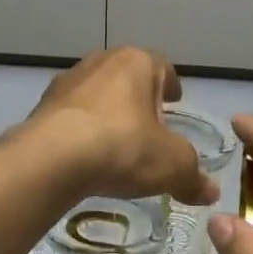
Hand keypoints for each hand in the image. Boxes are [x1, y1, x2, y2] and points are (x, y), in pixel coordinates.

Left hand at [18, 49, 217, 206]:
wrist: (51, 159)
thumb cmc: (122, 147)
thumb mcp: (171, 165)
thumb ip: (192, 176)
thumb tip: (210, 192)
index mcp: (137, 62)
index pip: (162, 67)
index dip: (171, 85)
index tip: (175, 101)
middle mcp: (101, 61)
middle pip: (127, 77)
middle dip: (138, 99)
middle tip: (149, 126)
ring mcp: (67, 81)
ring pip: (97, 93)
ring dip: (107, 112)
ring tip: (116, 143)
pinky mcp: (42, 105)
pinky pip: (72, 115)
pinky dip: (82, 129)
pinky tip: (86, 154)